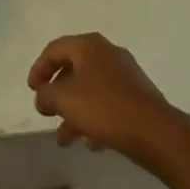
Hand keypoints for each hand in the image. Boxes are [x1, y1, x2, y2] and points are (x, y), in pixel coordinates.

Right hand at [28, 33, 178, 164]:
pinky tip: (91, 142)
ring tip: (65, 139)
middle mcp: (107, 53)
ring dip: (74, 111)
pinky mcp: (139, 96)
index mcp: (88, 46)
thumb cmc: (105, 109)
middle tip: (47, 111)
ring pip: (91, 89)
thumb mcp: (65, 100)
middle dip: (58, 93)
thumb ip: (46, 95)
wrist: (158, 133)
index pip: (54, 50)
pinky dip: (95, 118)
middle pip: (73, 69)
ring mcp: (126, 74)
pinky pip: (108, 102)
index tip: (32, 91)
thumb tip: (42, 96)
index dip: (39, 69)